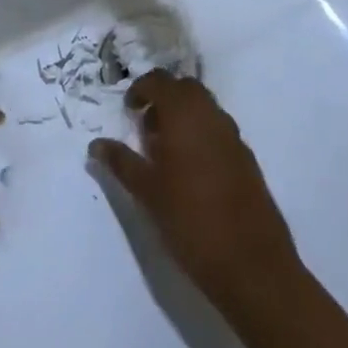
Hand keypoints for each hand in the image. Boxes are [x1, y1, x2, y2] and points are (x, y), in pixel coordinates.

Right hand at [89, 69, 303, 317]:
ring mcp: (234, 138)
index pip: (160, 81)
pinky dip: (201, 135)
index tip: (129, 110)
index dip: (141, 89)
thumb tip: (96, 144)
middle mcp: (212, 116)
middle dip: (164, 98)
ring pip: (205, 108)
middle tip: (146, 126)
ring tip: (165, 150)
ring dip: (184, 116)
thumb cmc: (190, 221)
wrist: (252, 266)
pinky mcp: (248, 161)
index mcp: (185, 115)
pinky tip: (191, 170)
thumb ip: (121, 162)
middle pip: (186, 88)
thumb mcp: (147, 192)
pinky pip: (219, 131)